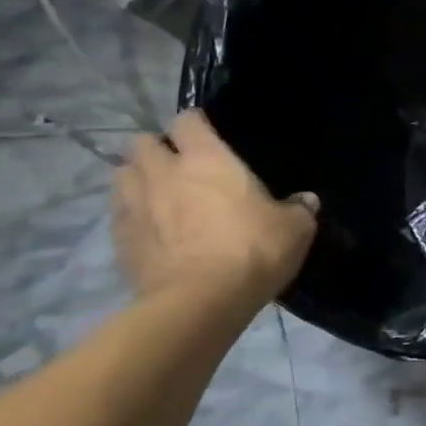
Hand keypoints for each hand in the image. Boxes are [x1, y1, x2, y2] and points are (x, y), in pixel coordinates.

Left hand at [112, 111, 318, 317]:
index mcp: (207, 158)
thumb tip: (306, 201)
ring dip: (137, 178)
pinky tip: (151, 230)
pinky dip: (131, 215)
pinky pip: (119, 215)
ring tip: (158, 193)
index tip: (208, 134)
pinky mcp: (120, 242)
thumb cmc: (252, 251)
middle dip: (158, 149)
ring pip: (122, 174)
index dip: (196, 124)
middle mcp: (164, 173)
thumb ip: (300, 209)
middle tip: (179, 165)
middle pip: (143, 143)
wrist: (199, 304)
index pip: (187, 120)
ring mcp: (136, 207)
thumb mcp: (295, 228)